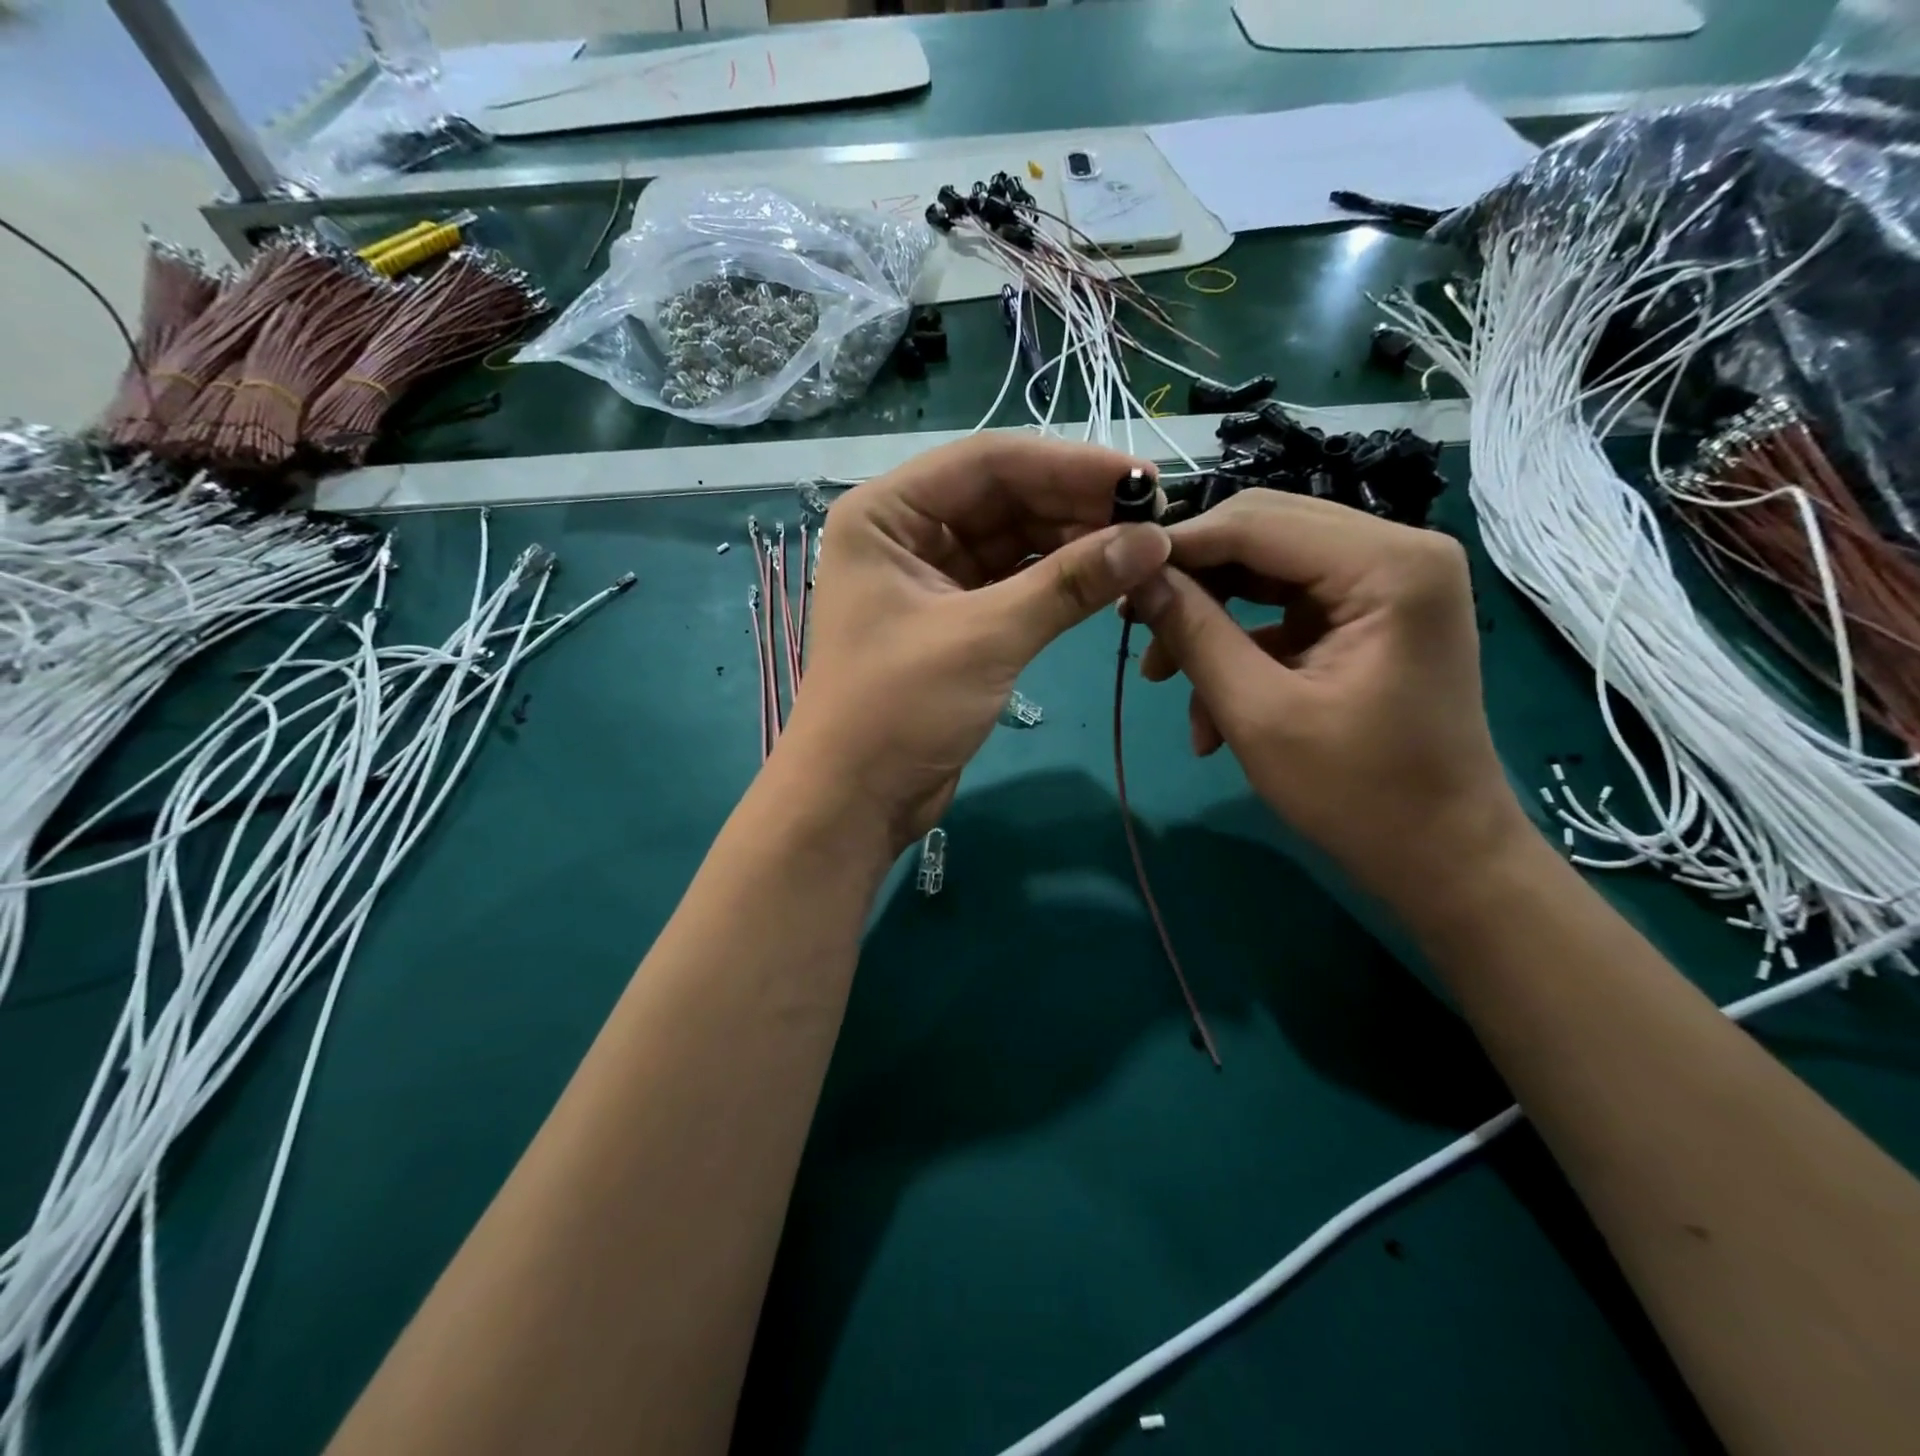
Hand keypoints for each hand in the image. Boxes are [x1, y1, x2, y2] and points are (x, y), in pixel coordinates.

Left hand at [781, 436, 1170, 851]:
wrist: (856, 801)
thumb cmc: (898, 710)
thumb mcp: (985, 638)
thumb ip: (1069, 584)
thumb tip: (1155, 539)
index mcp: (887, 513)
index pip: (988, 462)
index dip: (1069, 464)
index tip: (1143, 478)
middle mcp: (906, 532)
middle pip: (1003, 498)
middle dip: (1076, 505)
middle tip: (1155, 517)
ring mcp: (930, 577)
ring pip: (1013, 541)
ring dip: (1073, 543)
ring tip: (1142, 547)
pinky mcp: (954, 619)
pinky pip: (1013, 582)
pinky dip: (1057, 581)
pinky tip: (1107, 578)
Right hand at [1126, 492, 1527, 907]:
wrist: (1441, 855)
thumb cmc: (1358, 793)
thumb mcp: (1258, 714)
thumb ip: (1194, 634)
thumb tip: (1137, 577)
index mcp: (1388, 565)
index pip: (1256, 523)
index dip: (1179, 546)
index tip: (1116, 578)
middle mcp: (1396, 552)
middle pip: (1262, 534)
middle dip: (1194, 583)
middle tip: (1134, 624)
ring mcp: (1385, 583)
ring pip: (1266, 571)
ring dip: (1211, 621)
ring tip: (1163, 680)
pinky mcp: (1369, 616)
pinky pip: (1285, 610)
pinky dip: (1242, 649)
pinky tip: (1210, 711)